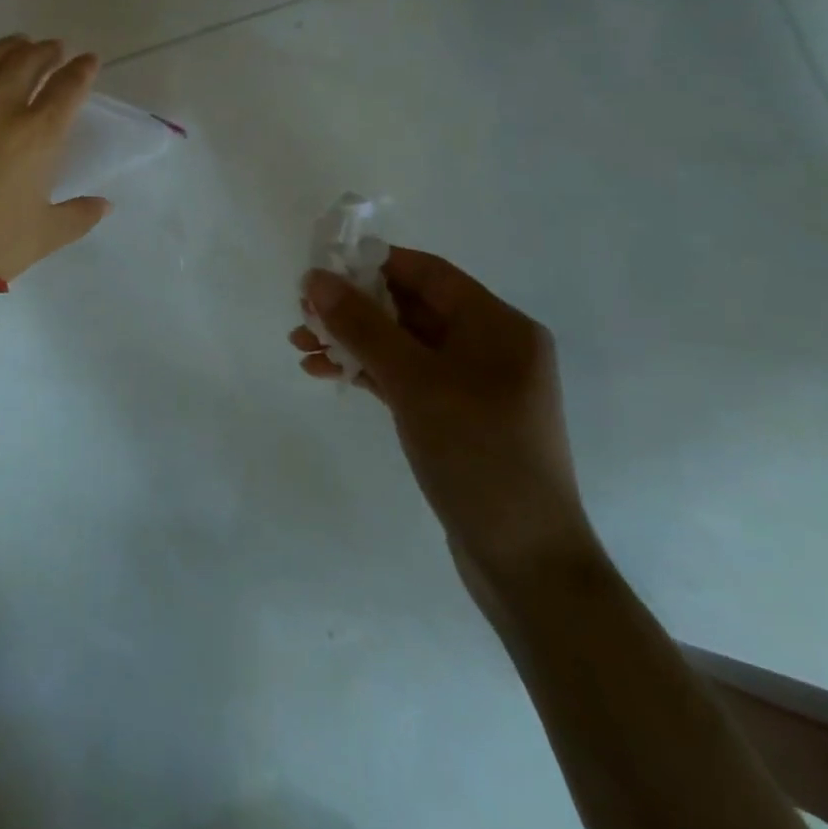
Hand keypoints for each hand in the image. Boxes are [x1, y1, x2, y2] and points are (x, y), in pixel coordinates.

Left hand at [0, 34, 110, 280]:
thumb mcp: (45, 236)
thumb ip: (79, 216)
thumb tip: (104, 205)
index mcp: (39, 135)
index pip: (68, 89)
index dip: (82, 70)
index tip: (89, 60)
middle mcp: (2, 109)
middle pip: (28, 64)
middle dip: (47, 51)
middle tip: (55, 49)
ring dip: (8, 46)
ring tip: (19, 42)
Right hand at [291, 251, 598, 585]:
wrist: (526, 563)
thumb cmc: (478, 455)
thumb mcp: (414, 382)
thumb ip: (362, 325)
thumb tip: (315, 279)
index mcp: (498, 325)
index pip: (426, 273)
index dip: (371, 265)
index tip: (320, 272)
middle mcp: (490, 346)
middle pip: (410, 307)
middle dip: (353, 308)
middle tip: (302, 315)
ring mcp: (474, 384)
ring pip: (402, 343)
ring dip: (352, 341)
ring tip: (301, 347)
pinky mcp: (457, 417)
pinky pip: (406, 376)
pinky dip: (368, 371)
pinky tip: (326, 374)